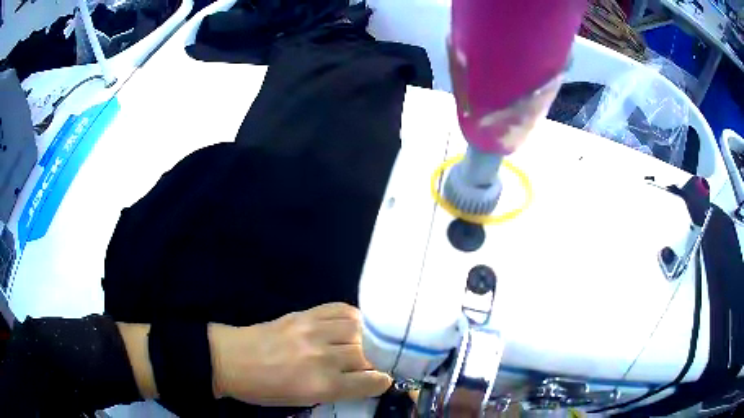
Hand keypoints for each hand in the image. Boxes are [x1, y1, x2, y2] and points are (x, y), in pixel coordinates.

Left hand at [209, 303, 391, 405]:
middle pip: (367, 355)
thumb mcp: (301, 400)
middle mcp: (323, 357)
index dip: (381, 382)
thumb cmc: (264, 389)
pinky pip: (340, 309)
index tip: (381, 380)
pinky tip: (351, 325)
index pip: (370, 381)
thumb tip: (362, 380)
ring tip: (362, 344)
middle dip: (375, 361)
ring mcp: (313, 331)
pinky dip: (352, 317)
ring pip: (359, 329)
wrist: (230, 360)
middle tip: (371, 364)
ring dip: (366, 338)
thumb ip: (336, 390)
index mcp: (321, 386)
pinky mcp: (304, 314)